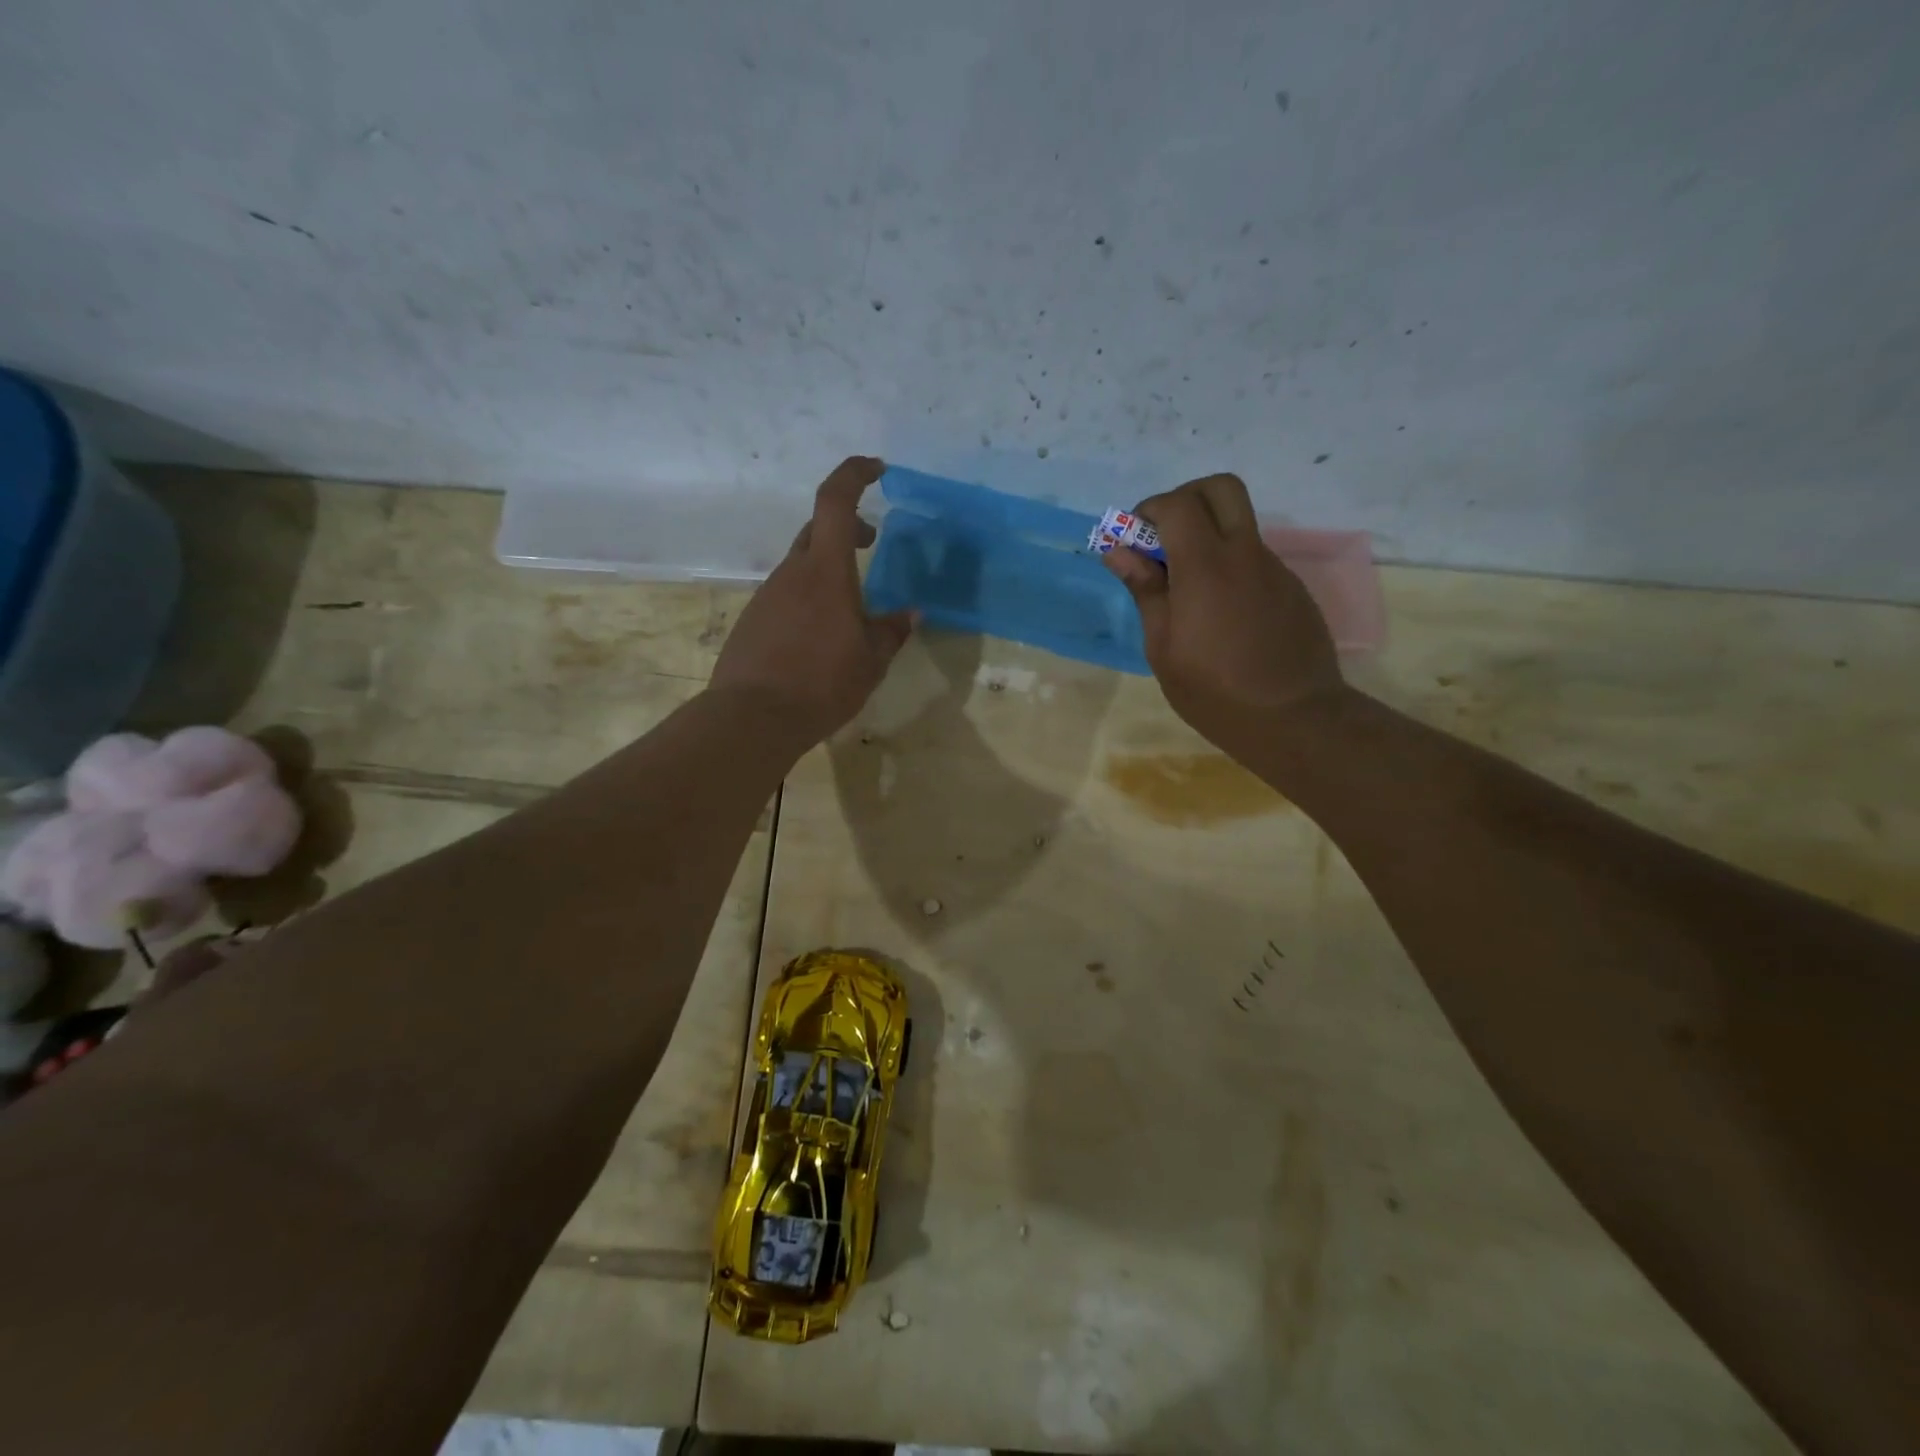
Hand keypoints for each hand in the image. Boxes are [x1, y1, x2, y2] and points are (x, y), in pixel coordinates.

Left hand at [709, 457, 914, 742]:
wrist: (752, 718)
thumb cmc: (821, 684)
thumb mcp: (871, 661)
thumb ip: (892, 632)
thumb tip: (911, 613)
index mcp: (826, 571)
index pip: (836, 501)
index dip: (855, 474)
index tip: (877, 468)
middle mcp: (793, 572)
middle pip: (818, 529)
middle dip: (849, 526)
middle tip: (873, 542)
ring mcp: (768, 594)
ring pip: (802, 563)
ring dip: (829, 566)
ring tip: (852, 603)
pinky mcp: (753, 618)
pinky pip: (787, 593)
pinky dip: (809, 595)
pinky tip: (820, 633)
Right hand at [1100, 473, 1346, 753]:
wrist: (1294, 718)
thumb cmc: (1214, 691)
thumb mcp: (1163, 648)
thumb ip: (1145, 591)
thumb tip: (1118, 551)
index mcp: (1206, 567)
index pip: (1178, 504)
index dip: (1149, 510)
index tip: (1134, 540)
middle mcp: (1244, 554)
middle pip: (1221, 488)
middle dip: (1186, 498)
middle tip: (1165, 537)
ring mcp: (1274, 568)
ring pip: (1239, 524)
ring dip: (1208, 536)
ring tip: (1188, 589)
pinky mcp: (1291, 587)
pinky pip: (1254, 558)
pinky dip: (1229, 565)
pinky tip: (1221, 614)